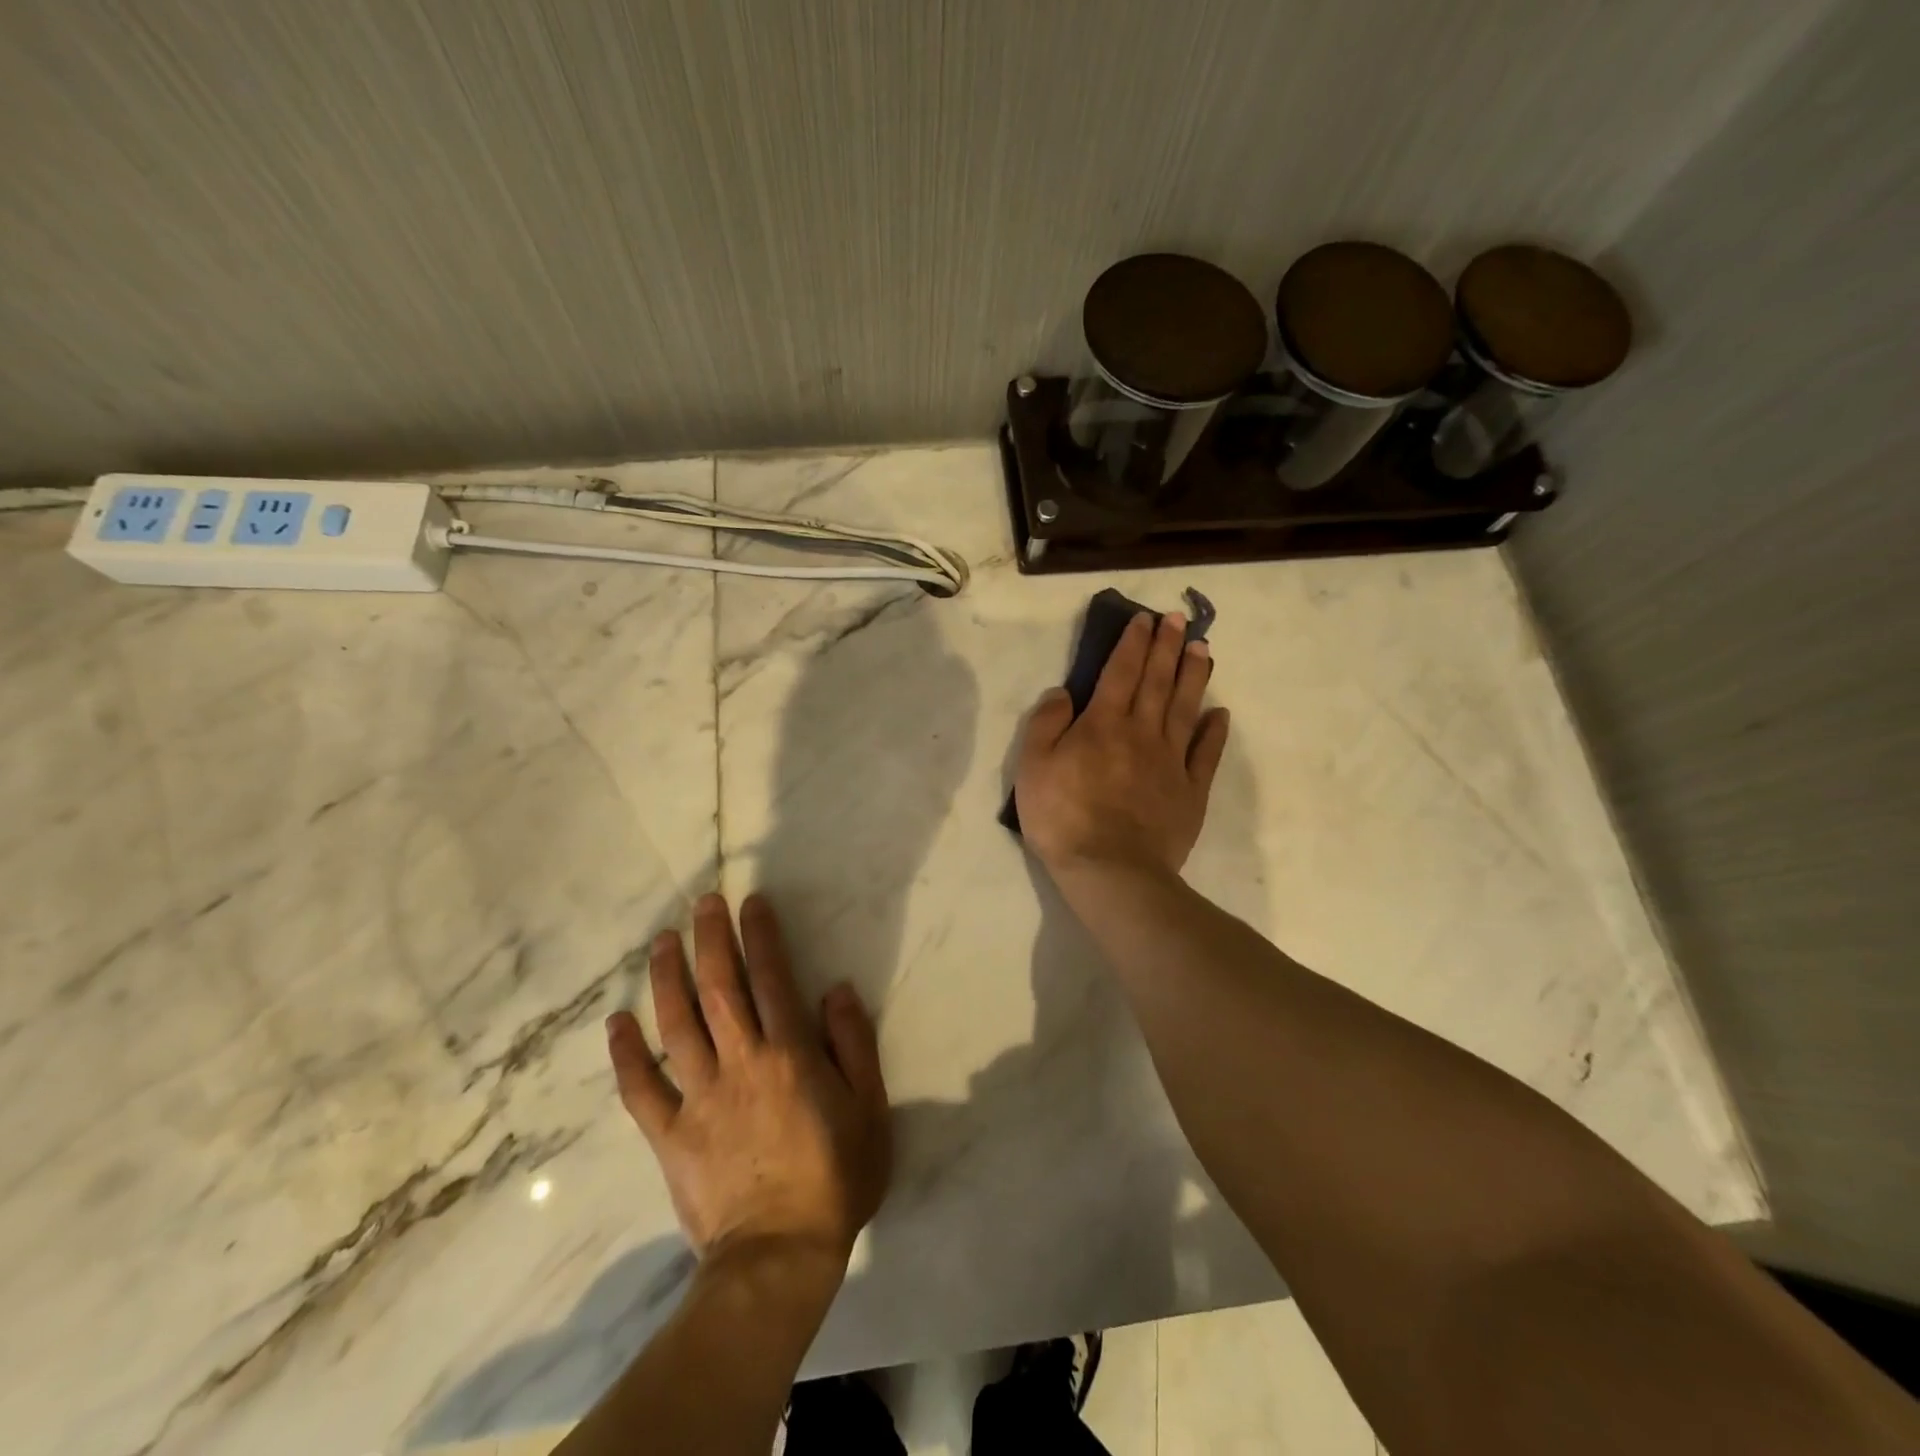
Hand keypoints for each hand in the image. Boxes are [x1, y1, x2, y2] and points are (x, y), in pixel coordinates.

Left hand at [605, 893, 891, 1271]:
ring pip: (677, 1025)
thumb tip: (835, 990)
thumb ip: (854, 1044)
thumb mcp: (870, 1108)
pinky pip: (641, 1089)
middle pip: (720, 988)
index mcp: (789, 1054)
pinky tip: (616, 1023)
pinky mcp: (670, 1133)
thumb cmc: (835, 1177)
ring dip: (667, 979)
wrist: (779, 1256)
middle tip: (702, 903)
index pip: (772, 978)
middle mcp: (740, 1062)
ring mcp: (699, 1097)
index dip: (761, 935)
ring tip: (661, 942)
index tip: (750, 902)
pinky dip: (626, 1055)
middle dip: (711, 939)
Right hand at [1015, 610, 1228, 877]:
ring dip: (1193, 675)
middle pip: (1157, 681)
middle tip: (1177, 619)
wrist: (1110, 870)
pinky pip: (1206, 753)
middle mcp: (1142, 732)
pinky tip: (1220, 713)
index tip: (1144, 619)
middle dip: (1166, 646)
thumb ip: (1046, 724)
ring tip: (1202, 648)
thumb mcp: (1033, 767)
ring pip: (1185, 707)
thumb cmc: (1063, 817)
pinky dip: (1214, 730)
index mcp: (1103, 724)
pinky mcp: (1190, 790)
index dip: (1132, 643)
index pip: (1120, 672)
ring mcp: (1171, 761)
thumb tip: (1063, 692)